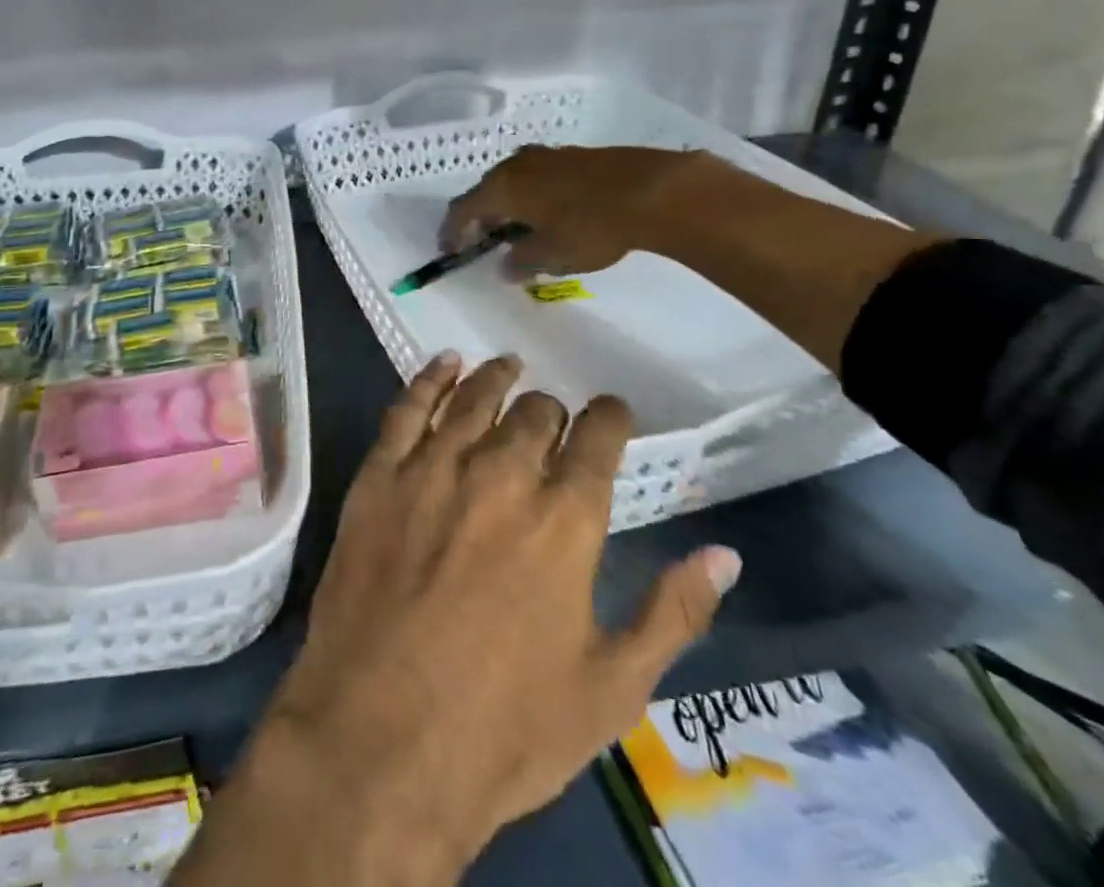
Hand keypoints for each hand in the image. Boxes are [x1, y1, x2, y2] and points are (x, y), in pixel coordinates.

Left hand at [177, 354, 740, 885]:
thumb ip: (672, 613)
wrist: (379, 740)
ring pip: (475, 398)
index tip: (610, 416)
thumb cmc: (504, 728)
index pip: (598, 437)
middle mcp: (502, 475)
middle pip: (535, 412)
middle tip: (551, 423)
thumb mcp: (610, 688)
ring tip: (507, 367)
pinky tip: (444, 364)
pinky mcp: (379, 475)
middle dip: (552, 412)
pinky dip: (431, 378)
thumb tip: (724, 554)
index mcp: (566, 521)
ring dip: (497, 378)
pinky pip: (408, 408)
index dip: (609, 418)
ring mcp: (433, 469)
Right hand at [439, 144, 713, 276]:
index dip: (452, 231)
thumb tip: (505, 265)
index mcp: (501, 187)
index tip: (451, 251)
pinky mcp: (574, 155)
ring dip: (511, 206)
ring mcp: (546, 156)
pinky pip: (540, 177)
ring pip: (514, 182)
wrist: (651, 190)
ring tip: (524, 231)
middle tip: (489, 243)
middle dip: (483, 218)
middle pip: (486, 191)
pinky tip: (554, 215)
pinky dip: (535, 197)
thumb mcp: (550, 255)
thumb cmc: (589, 226)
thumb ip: (520, 262)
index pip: (461, 209)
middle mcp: (516, 165)